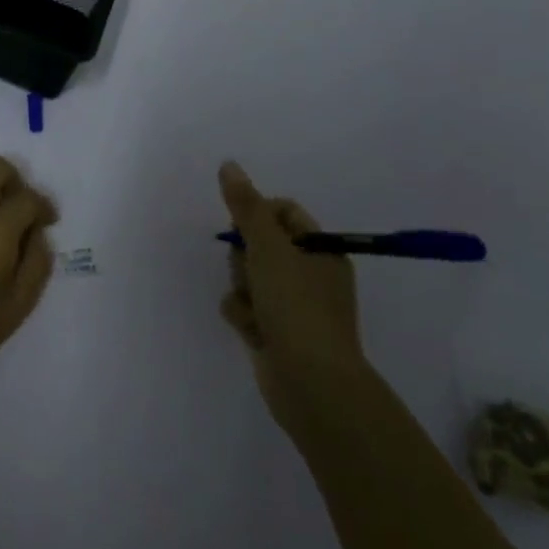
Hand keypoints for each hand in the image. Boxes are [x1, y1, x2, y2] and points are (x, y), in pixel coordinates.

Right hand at [216, 161, 367, 419]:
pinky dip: (242, 315)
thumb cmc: (296, 306)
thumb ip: (245, 206)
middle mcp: (309, 274)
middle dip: (244, 257)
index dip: (257, 214)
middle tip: (252, 272)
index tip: (243, 229)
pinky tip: (251, 330)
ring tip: (253, 309)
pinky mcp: (274, 331)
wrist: (311, 383)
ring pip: (247, 276)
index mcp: (320, 250)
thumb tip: (228, 164)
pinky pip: (245, 307)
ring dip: (241, 289)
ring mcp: (292, 305)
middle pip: (259, 243)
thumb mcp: (268, 247)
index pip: (282, 212)